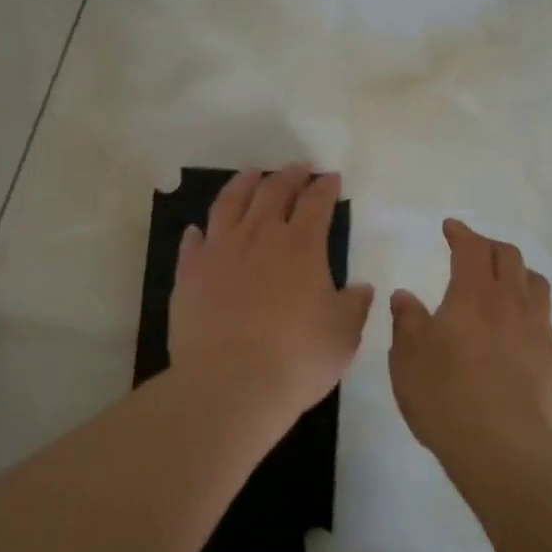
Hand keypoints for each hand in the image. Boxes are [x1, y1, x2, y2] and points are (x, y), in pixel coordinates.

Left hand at [169, 165, 374, 428]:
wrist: (230, 383)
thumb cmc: (297, 359)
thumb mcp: (343, 335)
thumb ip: (354, 305)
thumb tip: (361, 287)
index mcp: (302, 247)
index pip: (316, 204)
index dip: (325, 188)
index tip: (331, 178)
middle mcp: (260, 237)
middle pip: (273, 192)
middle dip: (289, 175)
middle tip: (297, 167)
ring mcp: (220, 251)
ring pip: (230, 203)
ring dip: (244, 184)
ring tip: (252, 174)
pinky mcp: (190, 273)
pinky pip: (193, 242)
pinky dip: (200, 231)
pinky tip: (199, 228)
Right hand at [388, 218, 551, 461]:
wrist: (503, 446)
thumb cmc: (445, 395)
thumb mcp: (408, 358)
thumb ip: (407, 321)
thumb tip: (405, 296)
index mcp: (473, 295)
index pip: (471, 249)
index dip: (461, 233)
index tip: (451, 227)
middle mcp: (510, 303)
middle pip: (509, 257)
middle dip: (489, 246)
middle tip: (473, 250)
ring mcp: (537, 330)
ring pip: (535, 283)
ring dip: (517, 271)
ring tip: (503, 280)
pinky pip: (543, 317)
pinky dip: (528, 307)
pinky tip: (516, 327)